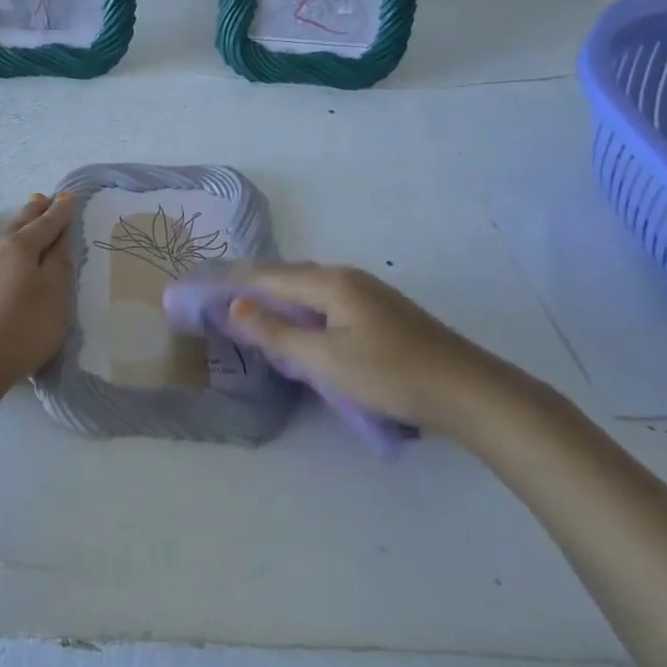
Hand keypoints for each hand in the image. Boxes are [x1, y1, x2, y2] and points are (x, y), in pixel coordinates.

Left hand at [0, 193, 77, 391]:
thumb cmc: (25, 330)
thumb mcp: (56, 296)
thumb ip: (59, 264)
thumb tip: (59, 235)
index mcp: (21, 251)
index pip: (45, 226)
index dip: (58, 213)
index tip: (67, 197)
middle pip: (13, 228)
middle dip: (29, 213)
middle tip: (38, 199)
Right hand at [224, 262, 516, 432]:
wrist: (468, 391)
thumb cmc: (390, 374)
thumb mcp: (324, 359)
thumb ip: (276, 333)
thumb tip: (235, 304)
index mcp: (329, 282)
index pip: (266, 275)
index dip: (230, 281)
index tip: (198, 285)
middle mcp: (345, 277)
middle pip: (286, 275)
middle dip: (250, 285)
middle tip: (218, 299)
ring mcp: (367, 292)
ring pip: (307, 289)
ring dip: (276, 298)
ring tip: (250, 313)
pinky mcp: (380, 311)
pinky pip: (325, 300)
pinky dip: (300, 309)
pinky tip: (298, 328)